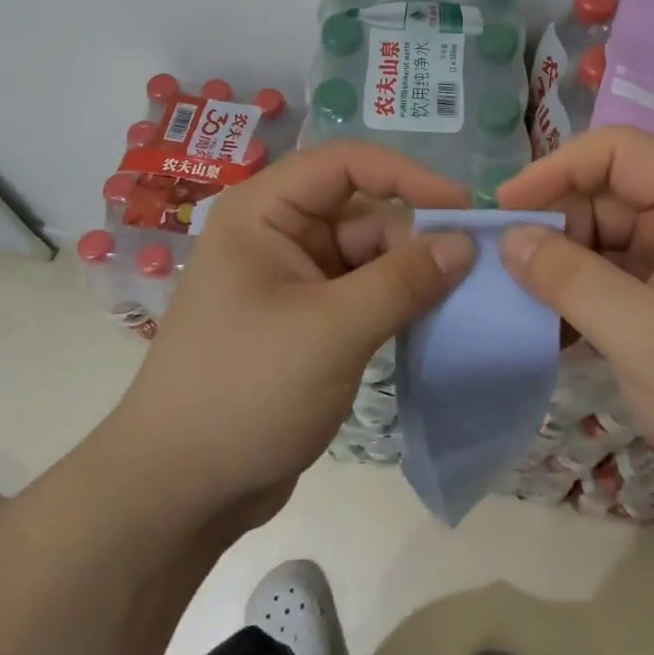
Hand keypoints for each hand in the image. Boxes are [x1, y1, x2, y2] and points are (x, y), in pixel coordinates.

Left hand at [111, 142, 472, 525]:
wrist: (180, 491)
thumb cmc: (245, 391)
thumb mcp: (332, 331)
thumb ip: (403, 281)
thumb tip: (467, 243)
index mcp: (264, 211)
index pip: (346, 163)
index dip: (408, 175)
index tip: (464, 209)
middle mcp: (277, 233)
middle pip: (363, 213)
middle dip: (415, 240)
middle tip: (473, 275)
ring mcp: (291, 279)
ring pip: (368, 256)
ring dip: (411, 276)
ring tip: (462, 302)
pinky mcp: (306, 321)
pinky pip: (362, 293)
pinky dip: (395, 304)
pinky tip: (430, 324)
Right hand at [497, 126, 653, 534]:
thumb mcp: (642, 335)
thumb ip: (569, 278)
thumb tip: (509, 238)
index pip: (616, 151)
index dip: (556, 169)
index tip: (505, 210)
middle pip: (606, 194)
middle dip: (553, 224)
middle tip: (505, 268)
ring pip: (604, 240)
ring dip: (561, 266)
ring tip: (519, 301)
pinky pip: (613, 282)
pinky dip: (579, 298)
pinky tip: (549, 330)